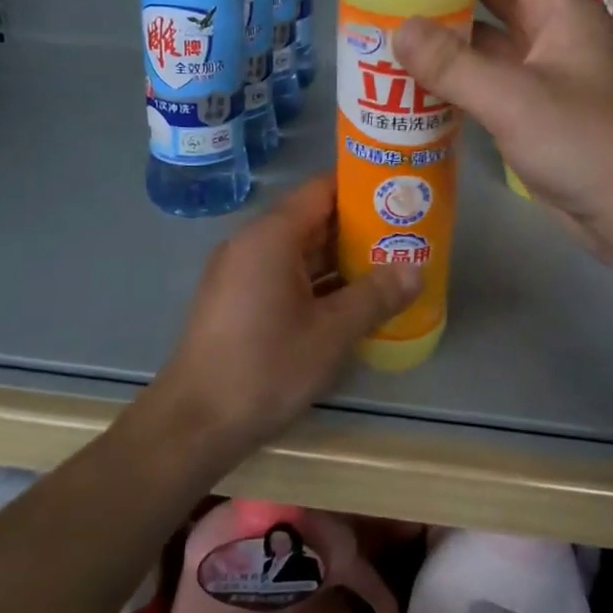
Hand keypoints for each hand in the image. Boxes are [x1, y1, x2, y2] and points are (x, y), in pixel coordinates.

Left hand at [148, 176, 421, 461]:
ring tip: (391, 265)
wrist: (194, 423)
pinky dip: (319, 282)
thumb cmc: (265, 367)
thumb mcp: (331, 333)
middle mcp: (253, 243)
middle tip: (407, 236)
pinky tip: (354, 300)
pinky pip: (286, 276)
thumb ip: (376, 296)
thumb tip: (417, 269)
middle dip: (360, 228)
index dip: (363, 189)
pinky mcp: (239, 301)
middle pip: (313, 219)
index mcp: (272, 236)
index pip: (323, 189)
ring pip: (301, 251)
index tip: (400, 196)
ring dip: (342, 259)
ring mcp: (242, 273)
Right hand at [393, 0, 612, 251]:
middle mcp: (554, 27)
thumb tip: (397, 28)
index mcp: (559, 5)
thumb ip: (453, 64)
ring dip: (449, 22)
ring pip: (490, 31)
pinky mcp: (539, 105)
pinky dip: (458, 68)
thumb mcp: (514, 99)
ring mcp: (547, 67)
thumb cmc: (587, 143)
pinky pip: (490, 72)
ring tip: (394, 12)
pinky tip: (421, 73)